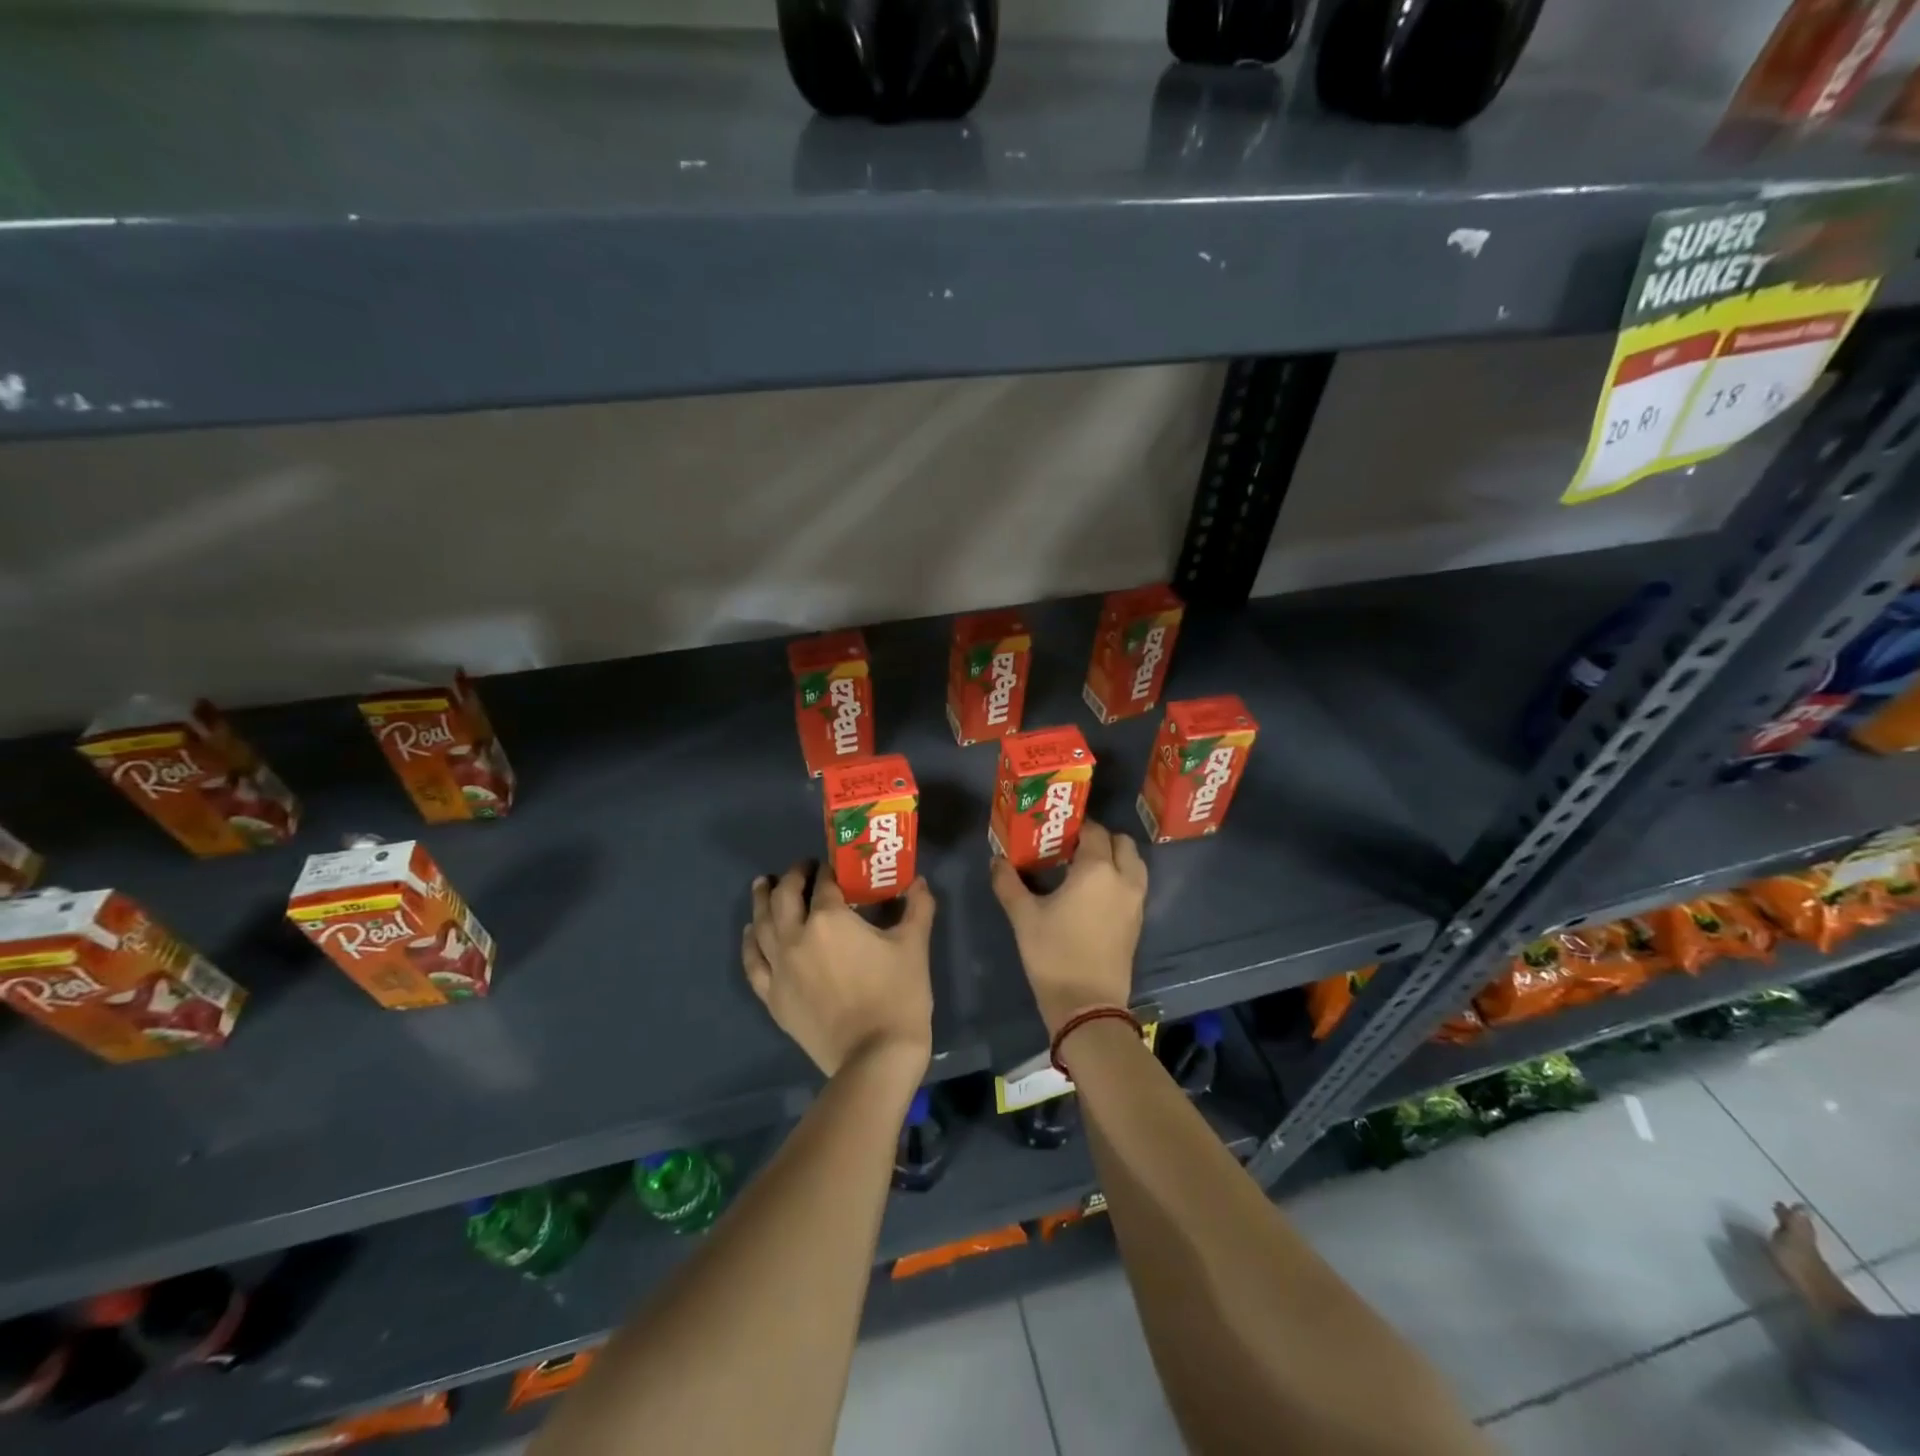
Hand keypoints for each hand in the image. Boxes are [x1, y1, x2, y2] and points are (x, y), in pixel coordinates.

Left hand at [743, 863, 934, 1078]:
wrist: (875, 1057)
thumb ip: (918, 907)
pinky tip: (750, 931)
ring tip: (763, 885)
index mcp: (830, 919)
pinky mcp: (773, 997)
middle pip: (785, 896)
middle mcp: (797, 936)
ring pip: (761, 925)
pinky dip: (750, 943)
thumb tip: (919, 882)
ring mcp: (780, 968)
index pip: (826, 883)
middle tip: (802, 869)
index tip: (835, 866)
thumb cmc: (898, 996)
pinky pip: (754, 963)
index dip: (830, 869)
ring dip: (762, 900)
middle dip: (793, 877)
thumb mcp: (914, 945)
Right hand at [990, 822, 1145, 1035]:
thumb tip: (997, 861)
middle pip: (1121, 843)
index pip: (1093, 831)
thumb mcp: (1024, 917)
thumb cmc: (1054, 954)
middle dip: (1100, 839)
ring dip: (1115, 858)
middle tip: (1072, 848)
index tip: (1055, 832)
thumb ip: (1009, 883)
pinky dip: (1120, 878)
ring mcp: (1135, 902)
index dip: (1076, 826)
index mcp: (1097, 870)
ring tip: (1084, 868)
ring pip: (1134, 863)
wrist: (1087, 1005)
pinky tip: (1094, 893)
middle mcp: (1123, 879)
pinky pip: (1134, 885)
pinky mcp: (1138, 922)